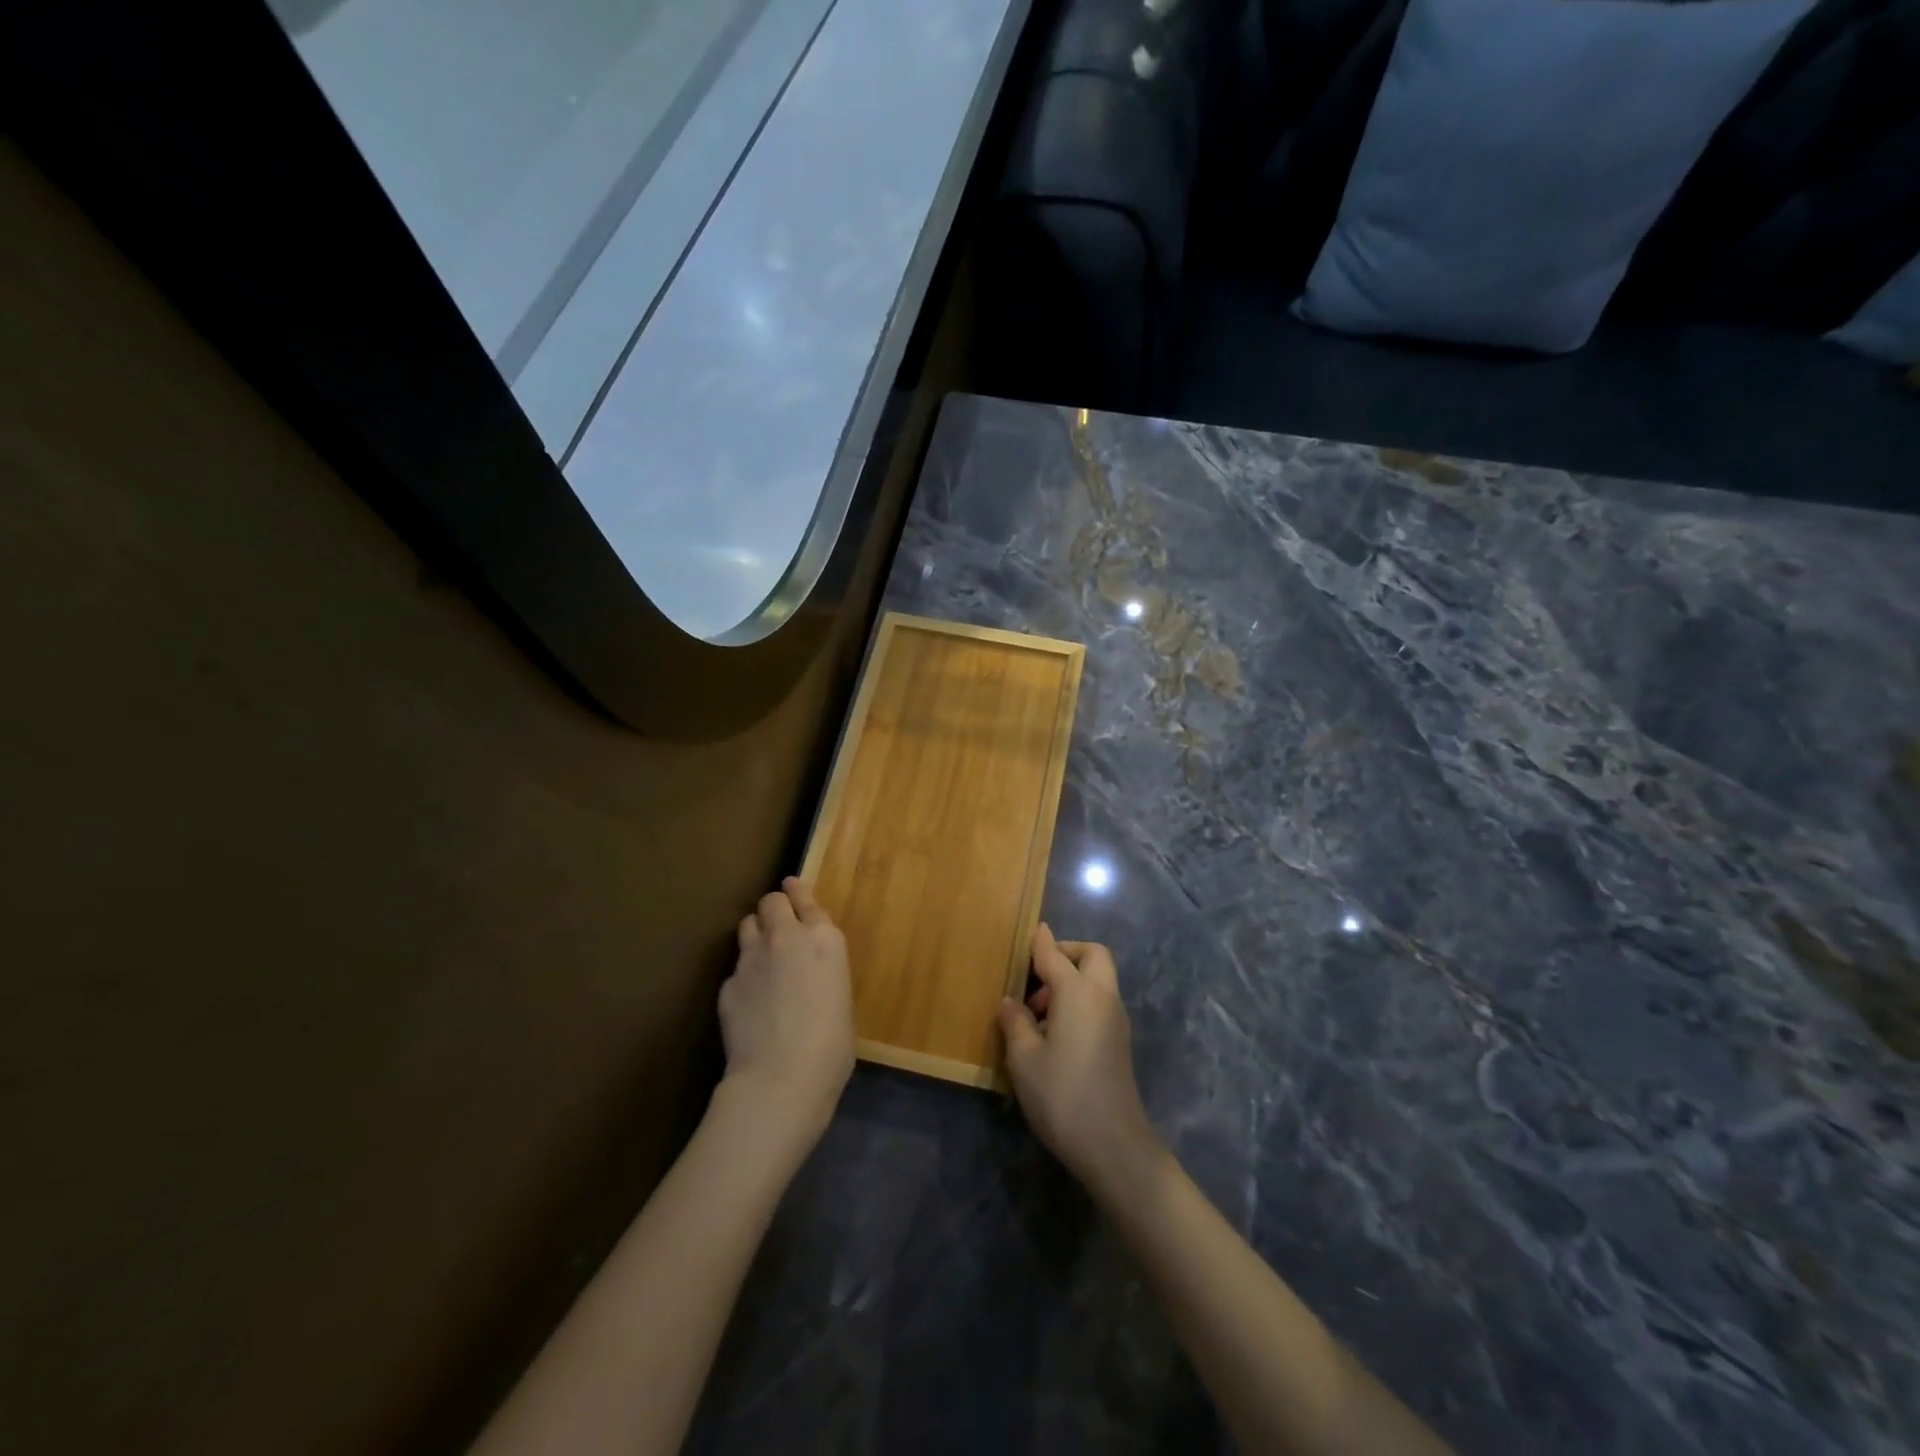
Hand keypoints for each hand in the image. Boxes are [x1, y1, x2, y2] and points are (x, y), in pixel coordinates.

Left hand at [718, 878, 854, 1152]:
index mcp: (824, 940)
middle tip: (778, 926)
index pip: (805, 899)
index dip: (798, 892)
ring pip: (747, 925)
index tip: (791, 885)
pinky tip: (749, 1001)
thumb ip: (823, 975)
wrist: (780, 1078)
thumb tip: (810, 981)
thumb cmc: (831, 1047)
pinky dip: (743, 976)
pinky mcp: (727, 983)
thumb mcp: (841, 1000)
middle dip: (774, 908)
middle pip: (771, 901)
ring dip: (755, 934)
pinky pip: (736, 968)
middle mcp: (786, 938)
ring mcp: (752, 958)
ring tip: (761, 956)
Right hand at [997, 925, 1163, 1198]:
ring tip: (1036, 1011)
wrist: (1113, 1145)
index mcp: (1078, 992)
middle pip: (1093, 955)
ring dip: (1071, 980)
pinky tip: (1053, 1032)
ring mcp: (1116, 1020)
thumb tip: (1010, 1002)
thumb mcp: (1024, 1059)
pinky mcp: (1119, 1041)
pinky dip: (1079, 1000)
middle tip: (1035, 974)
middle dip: (1066, 953)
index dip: (1040, 942)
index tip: (1030, 931)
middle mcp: (1102, 997)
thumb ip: (1015, 1023)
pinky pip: (1099, 1002)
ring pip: (1098, 979)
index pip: (1055, 955)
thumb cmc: (1062, 1095)